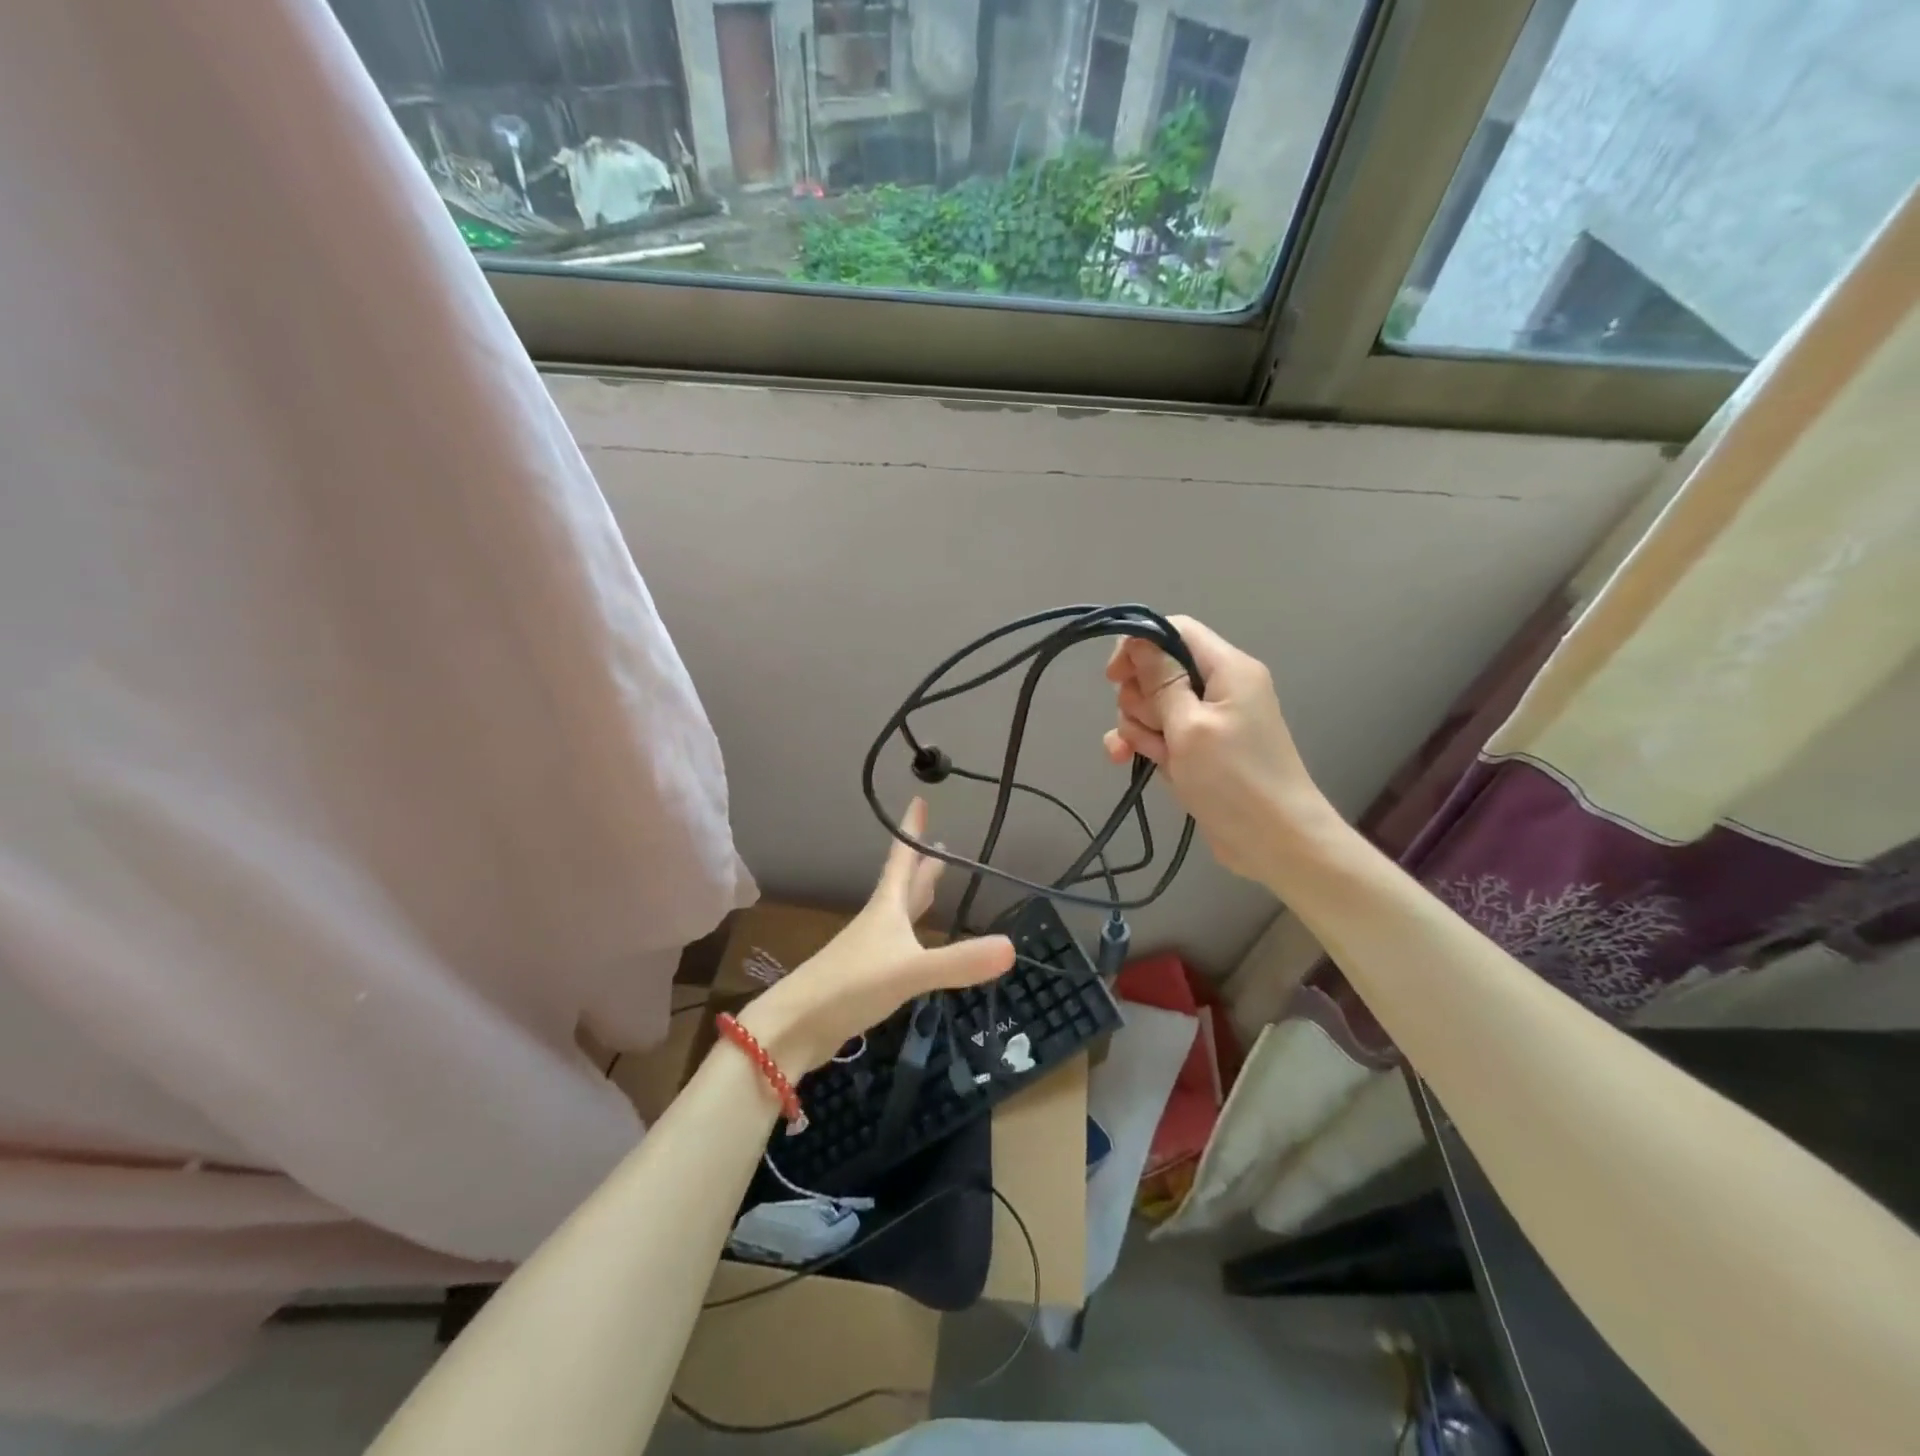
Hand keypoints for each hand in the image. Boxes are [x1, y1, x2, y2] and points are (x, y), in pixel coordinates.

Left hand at [738, 799, 1013, 1074]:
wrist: (797, 1026)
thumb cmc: (851, 985)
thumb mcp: (910, 971)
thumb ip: (958, 961)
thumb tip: (1012, 947)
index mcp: (886, 908)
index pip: (902, 860)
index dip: (911, 831)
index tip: (919, 800)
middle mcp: (878, 922)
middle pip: (904, 885)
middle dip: (921, 864)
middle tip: (939, 843)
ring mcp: (870, 950)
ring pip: (900, 914)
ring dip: (917, 896)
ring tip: (933, 884)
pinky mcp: (866, 978)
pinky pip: (897, 945)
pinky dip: (913, 936)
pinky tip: (917, 946)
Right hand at [1103, 616, 1338, 882]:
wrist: (1275, 842)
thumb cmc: (1234, 779)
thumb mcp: (1190, 726)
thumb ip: (1161, 680)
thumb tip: (1138, 639)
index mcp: (1228, 669)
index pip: (1175, 630)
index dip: (1139, 645)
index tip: (1114, 676)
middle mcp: (1218, 687)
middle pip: (1158, 670)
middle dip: (1139, 697)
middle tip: (1150, 726)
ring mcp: (1207, 721)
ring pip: (1152, 705)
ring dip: (1138, 727)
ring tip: (1149, 754)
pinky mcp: (1197, 750)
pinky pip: (1159, 733)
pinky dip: (1142, 743)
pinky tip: (1123, 759)